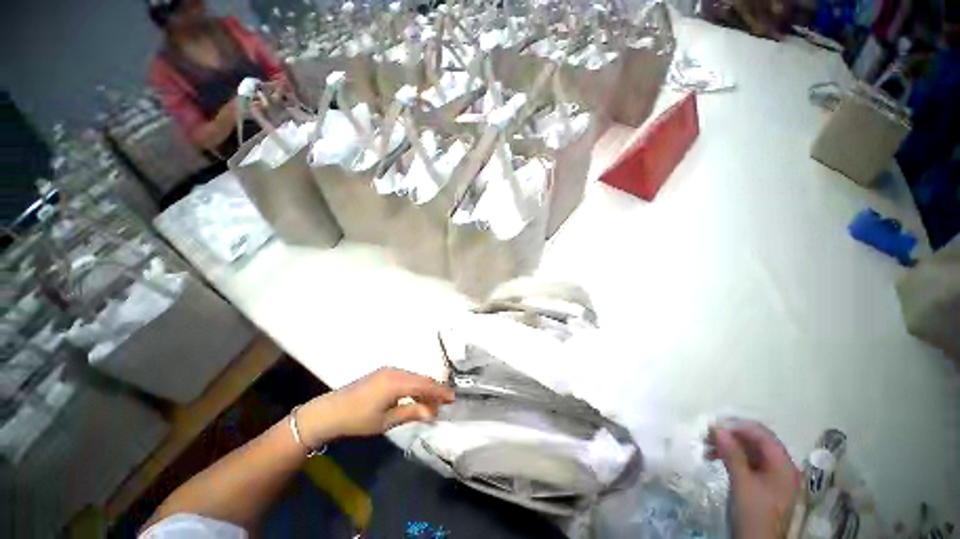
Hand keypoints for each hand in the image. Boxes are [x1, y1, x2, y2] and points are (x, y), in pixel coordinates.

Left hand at [298, 368, 454, 444]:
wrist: (329, 412)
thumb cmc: (358, 420)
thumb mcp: (387, 421)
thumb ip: (412, 412)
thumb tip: (433, 412)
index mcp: (397, 382)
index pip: (425, 384)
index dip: (440, 391)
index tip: (453, 398)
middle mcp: (395, 371)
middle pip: (421, 379)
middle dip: (433, 392)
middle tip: (442, 406)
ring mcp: (388, 371)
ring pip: (413, 378)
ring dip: (423, 390)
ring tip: (430, 405)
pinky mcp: (383, 373)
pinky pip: (405, 378)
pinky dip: (413, 387)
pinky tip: (414, 398)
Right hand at [708, 422, 799, 538]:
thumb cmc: (754, 513)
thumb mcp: (742, 483)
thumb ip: (733, 454)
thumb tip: (718, 428)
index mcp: (783, 465)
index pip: (762, 435)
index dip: (738, 427)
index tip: (714, 426)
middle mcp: (781, 467)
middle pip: (756, 442)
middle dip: (731, 436)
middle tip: (706, 436)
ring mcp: (773, 476)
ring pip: (750, 452)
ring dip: (728, 447)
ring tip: (706, 447)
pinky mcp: (763, 484)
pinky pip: (748, 463)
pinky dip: (731, 458)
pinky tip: (714, 458)